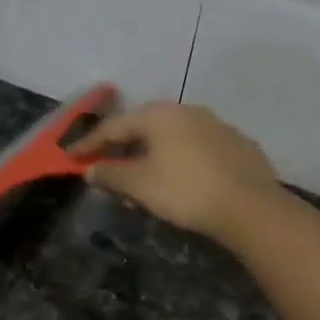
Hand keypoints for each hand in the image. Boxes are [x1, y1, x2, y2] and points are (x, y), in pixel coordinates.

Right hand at [72, 102, 280, 242]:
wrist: (250, 207)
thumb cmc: (186, 191)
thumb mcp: (140, 185)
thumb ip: (111, 174)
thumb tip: (90, 170)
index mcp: (161, 115)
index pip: (115, 126)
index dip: (89, 142)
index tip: (70, 155)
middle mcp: (188, 111)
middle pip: (145, 127)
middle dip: (122, 147)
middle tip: (104, 165)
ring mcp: (217, 126)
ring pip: (172, 138)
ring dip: (151, 155)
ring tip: (140, 177)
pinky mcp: (237, 146)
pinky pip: (195, 150)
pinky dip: (178, 161)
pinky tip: (177, 180)